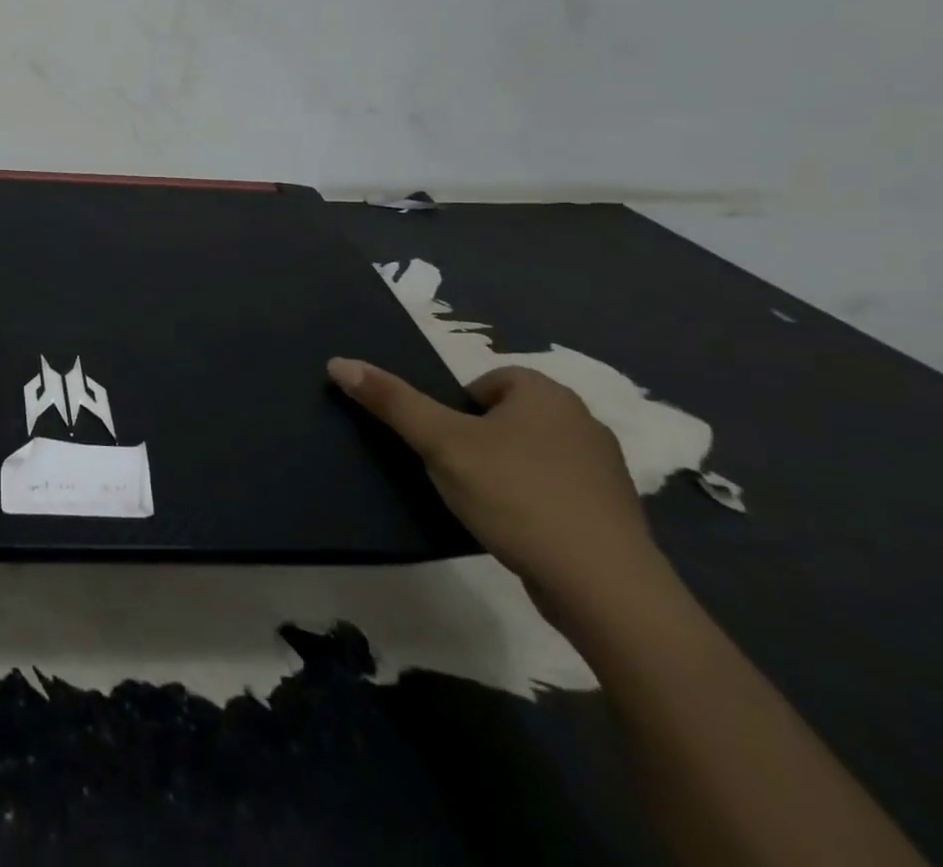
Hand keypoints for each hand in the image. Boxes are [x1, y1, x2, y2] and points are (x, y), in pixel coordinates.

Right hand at [327, 357, 671, 622]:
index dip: (457, 408)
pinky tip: (516, 529)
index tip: (445, 442)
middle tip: (455, 470)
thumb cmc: (516, 495)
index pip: (487, 381)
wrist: (604, 589)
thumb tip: (338, 361)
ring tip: (482, 503)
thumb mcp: (441, 442)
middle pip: (506, 417)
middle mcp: (583, 423)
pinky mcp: (613, 517)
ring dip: (505, 472)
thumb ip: (391, 401)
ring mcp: (604, 472)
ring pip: (531, 456)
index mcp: (548, 395)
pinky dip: (532, 503)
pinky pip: (556, 492)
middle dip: (478, 439)